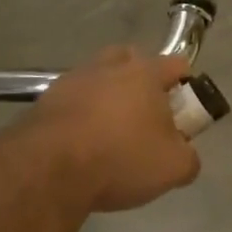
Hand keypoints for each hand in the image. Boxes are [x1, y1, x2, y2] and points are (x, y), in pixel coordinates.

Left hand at [12, 46, 200, 212]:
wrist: (46, 172)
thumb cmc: (121, 158)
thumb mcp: (173, 168)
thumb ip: (189, 158)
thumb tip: (186, 155)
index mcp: (146, 73)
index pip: (176, 64)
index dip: (186, 85)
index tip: (185, 112)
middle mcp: (109, 67)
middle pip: (132, 60)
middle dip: (142, 80)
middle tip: (146, 113)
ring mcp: (72, 81)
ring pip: (98, 78)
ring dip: (106, 97)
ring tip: (110, 132)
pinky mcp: (43, 102)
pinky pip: (71, 101)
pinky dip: (79, 115)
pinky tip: (81, 144)